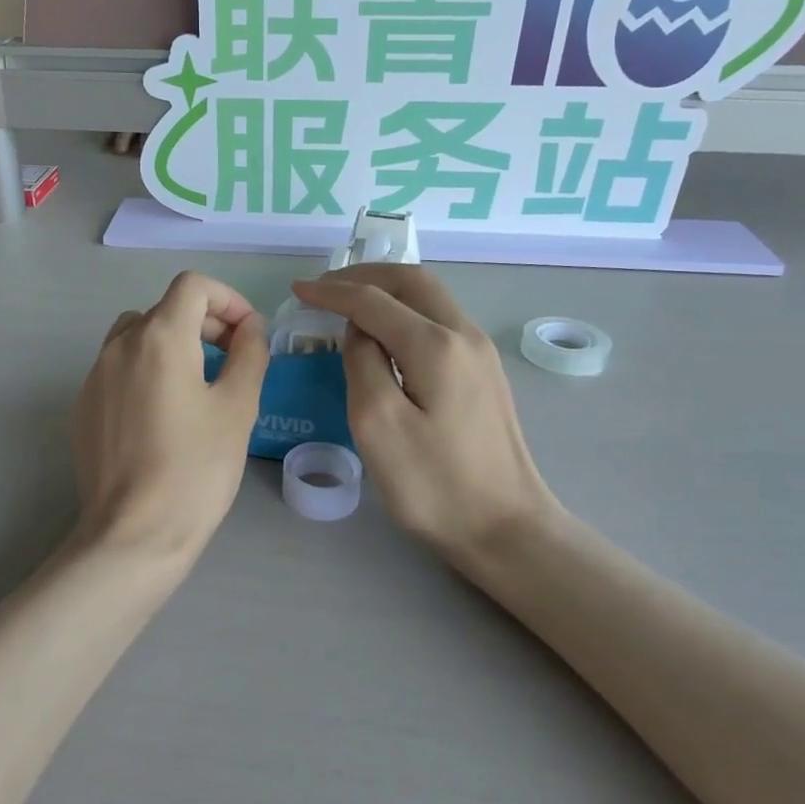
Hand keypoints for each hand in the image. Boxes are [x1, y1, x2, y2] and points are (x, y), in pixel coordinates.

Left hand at [72, 271, 268, 564]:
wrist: (134, 534)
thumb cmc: (196, 469)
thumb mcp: (238, 407)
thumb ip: (249, 353)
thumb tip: (249, 328)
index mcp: (159, 337)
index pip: (192, 286)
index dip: (228, 299)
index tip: (247, 334)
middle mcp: (119, 345)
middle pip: (165, 309)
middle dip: (205, 324)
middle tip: (233, 361)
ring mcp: (94, 376)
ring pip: (137, 336)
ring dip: (172, 345)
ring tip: (199, 385)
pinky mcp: (84, 407)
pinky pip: (118, 369)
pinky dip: (146, 371)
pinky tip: (164, 416)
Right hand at [292, 265, 560, 566]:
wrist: (506, 527)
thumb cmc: (434, 484)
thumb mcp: (378, 425)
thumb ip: (362, 363)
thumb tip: (360, 331)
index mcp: (436, 345)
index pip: (374, 300)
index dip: (332, 291)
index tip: (298, 290)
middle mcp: (465, 335)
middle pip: (412, 282)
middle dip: (364, 276)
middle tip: (324, 288)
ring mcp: (481, 353)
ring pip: (430, 298)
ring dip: (387, 291)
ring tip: (348, 303)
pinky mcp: (485, 373)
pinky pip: (440, 321)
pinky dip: (406, 312)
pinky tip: (385, 334)